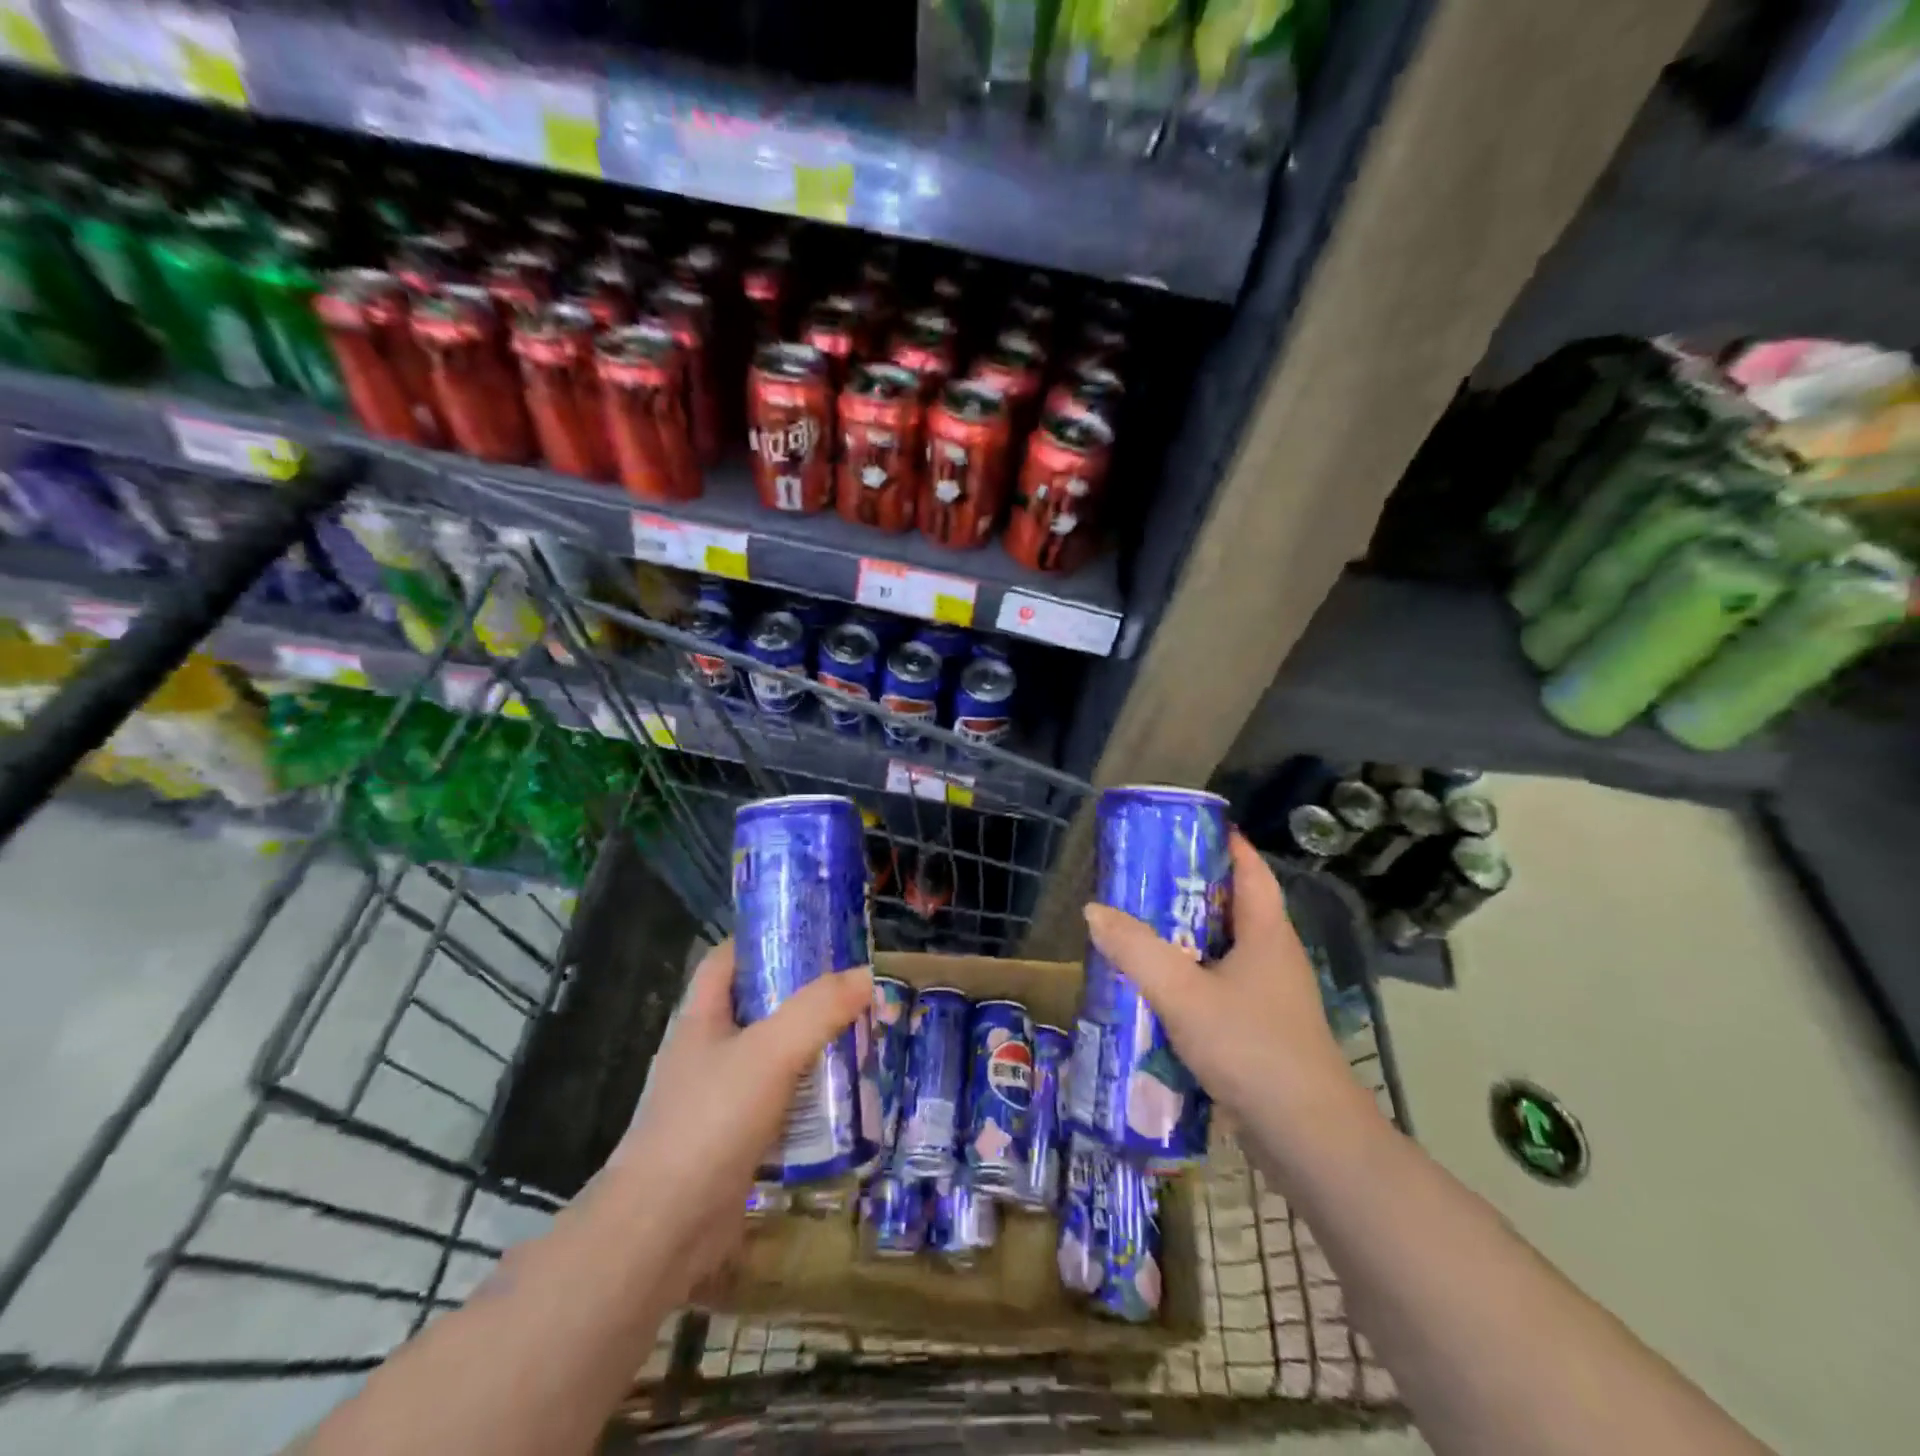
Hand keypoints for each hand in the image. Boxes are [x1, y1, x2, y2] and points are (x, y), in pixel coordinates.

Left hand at [600, 939, 871, 1300]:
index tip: (812, 937)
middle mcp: (706, 1051)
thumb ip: (819, 1009)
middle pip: (757, 1007)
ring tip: (859, 1040)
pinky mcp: (732, 1141)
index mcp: (701, 1018)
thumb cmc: (710, 1121)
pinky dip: (807, 1098)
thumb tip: (866, 974)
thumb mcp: (770, 1052)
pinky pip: (777, 1104)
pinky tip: (842, 1102)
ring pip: (771, 1058)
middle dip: (803, 998)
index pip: (728, 959)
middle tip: (852, 993)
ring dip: (810, 1049)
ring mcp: (717, 1099)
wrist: (662, 1230)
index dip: (764, 940)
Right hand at [1082, 832, 1366, 1138]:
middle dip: (1189, 891)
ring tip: (1137, 931)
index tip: (1182, 828)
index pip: (1250, 869)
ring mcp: (1270, 998)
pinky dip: (1189, 981)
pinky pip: (1220, 990)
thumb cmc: (1252, 1048)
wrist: (1309, 1139)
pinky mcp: (1261, 1033)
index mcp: (1267, 933)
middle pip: (1232, 908)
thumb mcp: (1184, 994)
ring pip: (1223, 953)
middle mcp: (1273, 958)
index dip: (1223, 842)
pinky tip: (1155, 993)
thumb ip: (1136, 950)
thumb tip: (1094, 910)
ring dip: (1185, 940)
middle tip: (1140, 881)